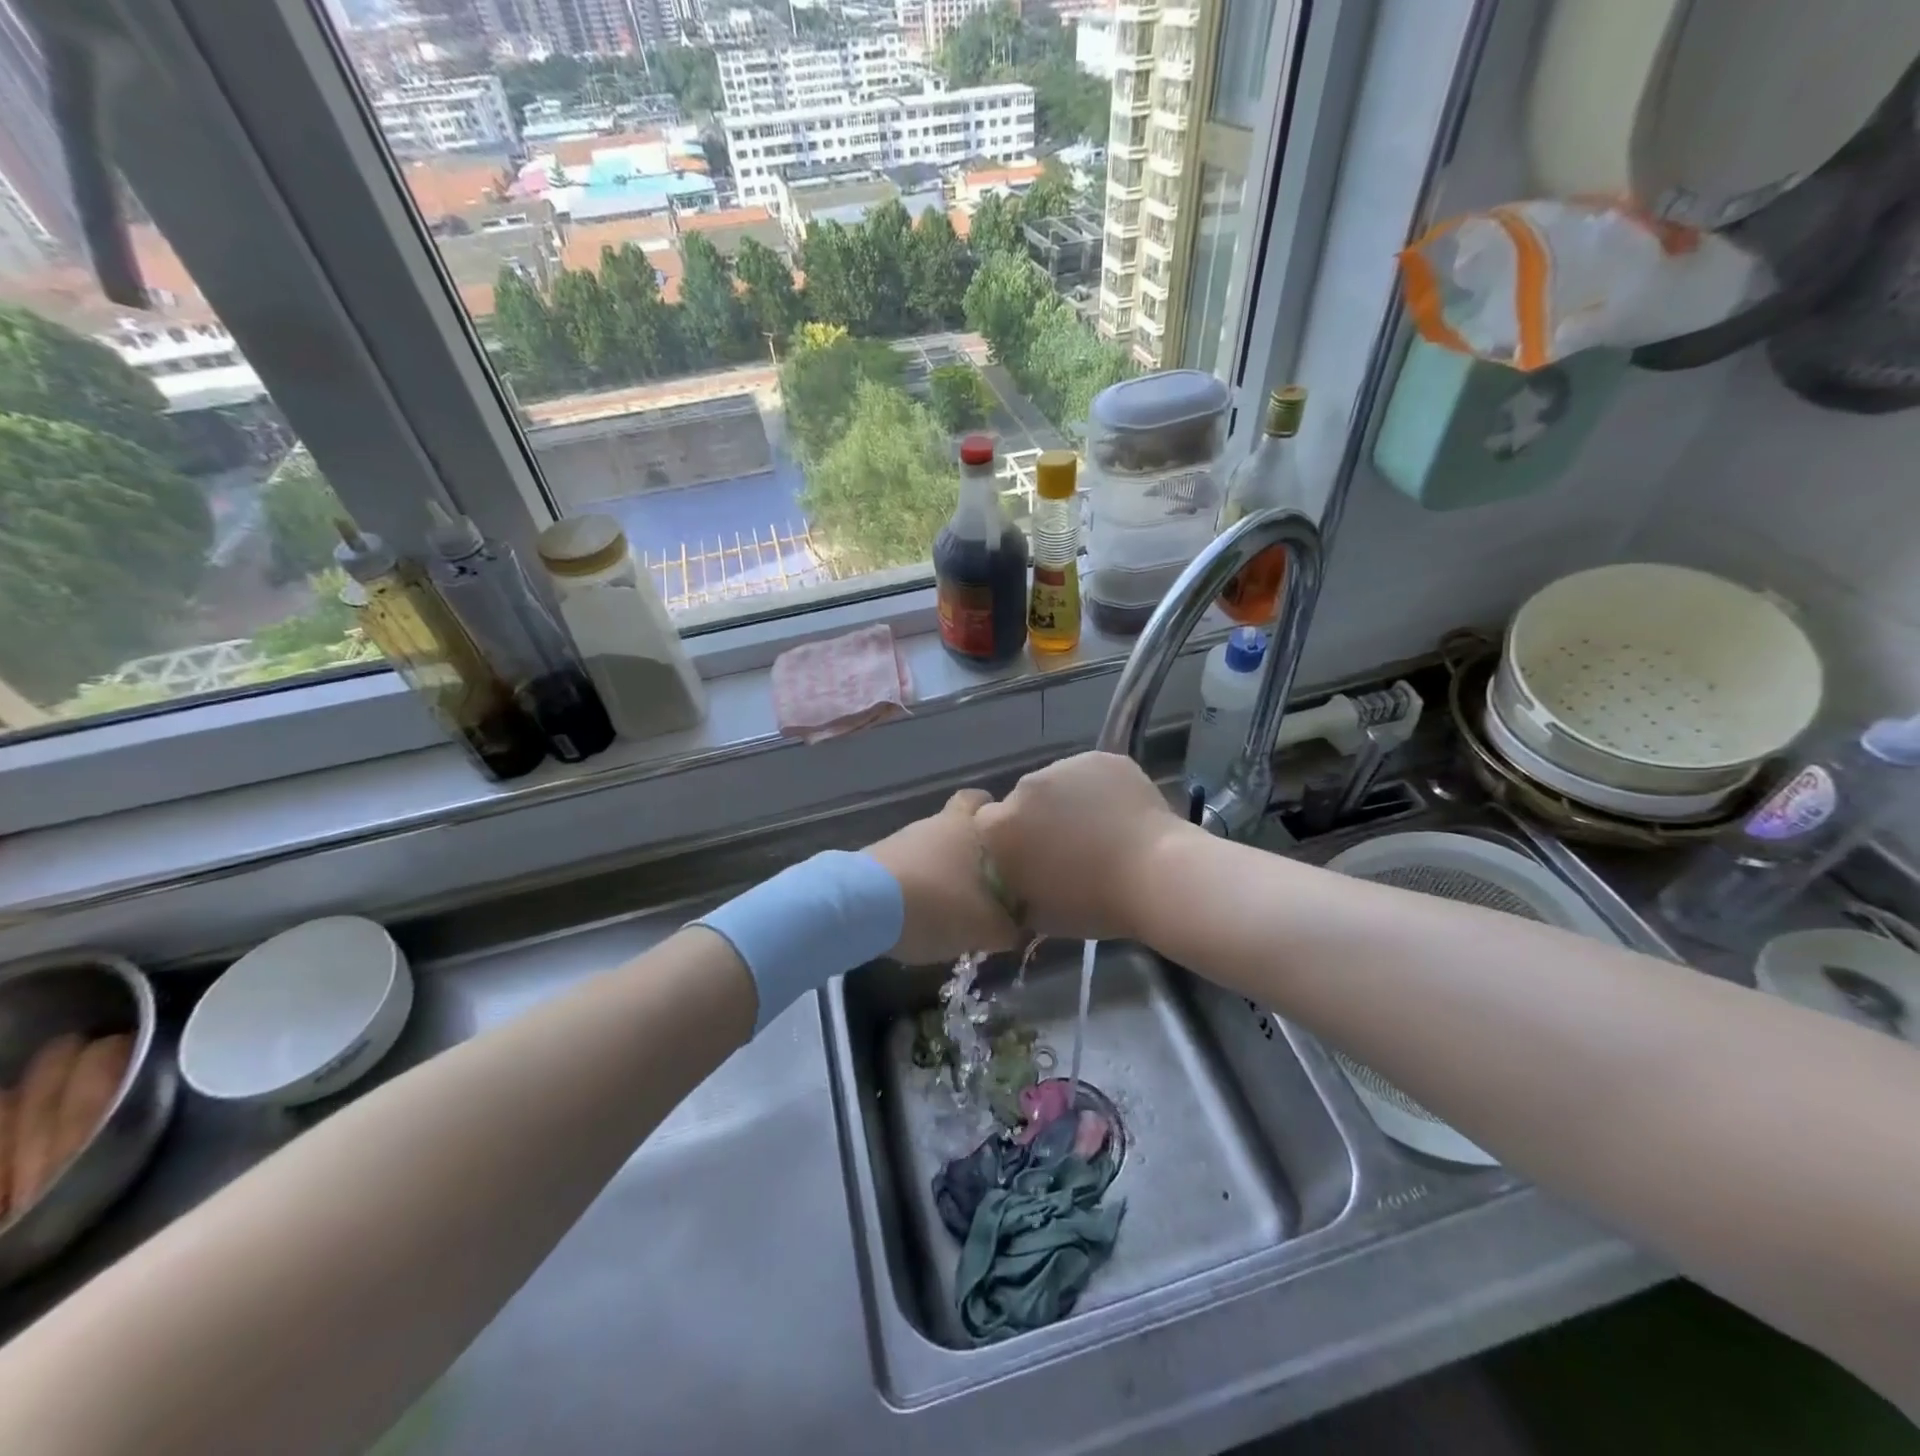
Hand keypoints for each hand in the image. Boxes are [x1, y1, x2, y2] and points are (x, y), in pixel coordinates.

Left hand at [867, 789, 1020, 964]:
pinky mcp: (876, 860)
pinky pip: (908, 867)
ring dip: (942, 869)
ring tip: (954, 904)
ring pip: (930, 847)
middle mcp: (934, 823)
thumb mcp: (984, 927)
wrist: (862, 906)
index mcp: (966, 825)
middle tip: (984, 874)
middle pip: (955, 822)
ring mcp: (901, 839)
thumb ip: (1008, 928)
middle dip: (968, 844)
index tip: (1006, 840)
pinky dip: (918, 883)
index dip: (994, 813)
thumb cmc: (937, 905)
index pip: (981, 798)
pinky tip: (923, 911)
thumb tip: (1017, 928)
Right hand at [975, 751, 1187, 941]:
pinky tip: (1120, 814)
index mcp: (1000, 825)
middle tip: (1069, 846)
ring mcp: (1065, 766)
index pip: (989, 825)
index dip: (1010, 841)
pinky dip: (1100, 790)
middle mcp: (1024, 786)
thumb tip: (1016, 881)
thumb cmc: (1092, 904)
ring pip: (1058, 783)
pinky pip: (1091, 774)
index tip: (1031, 858)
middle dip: (1038, 818)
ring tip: (1100, 829)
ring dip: (1068, 801)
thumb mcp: (1037, 913)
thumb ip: (1015, 889)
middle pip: (1023, 800)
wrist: (1155, 876)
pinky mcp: (1102, 757)